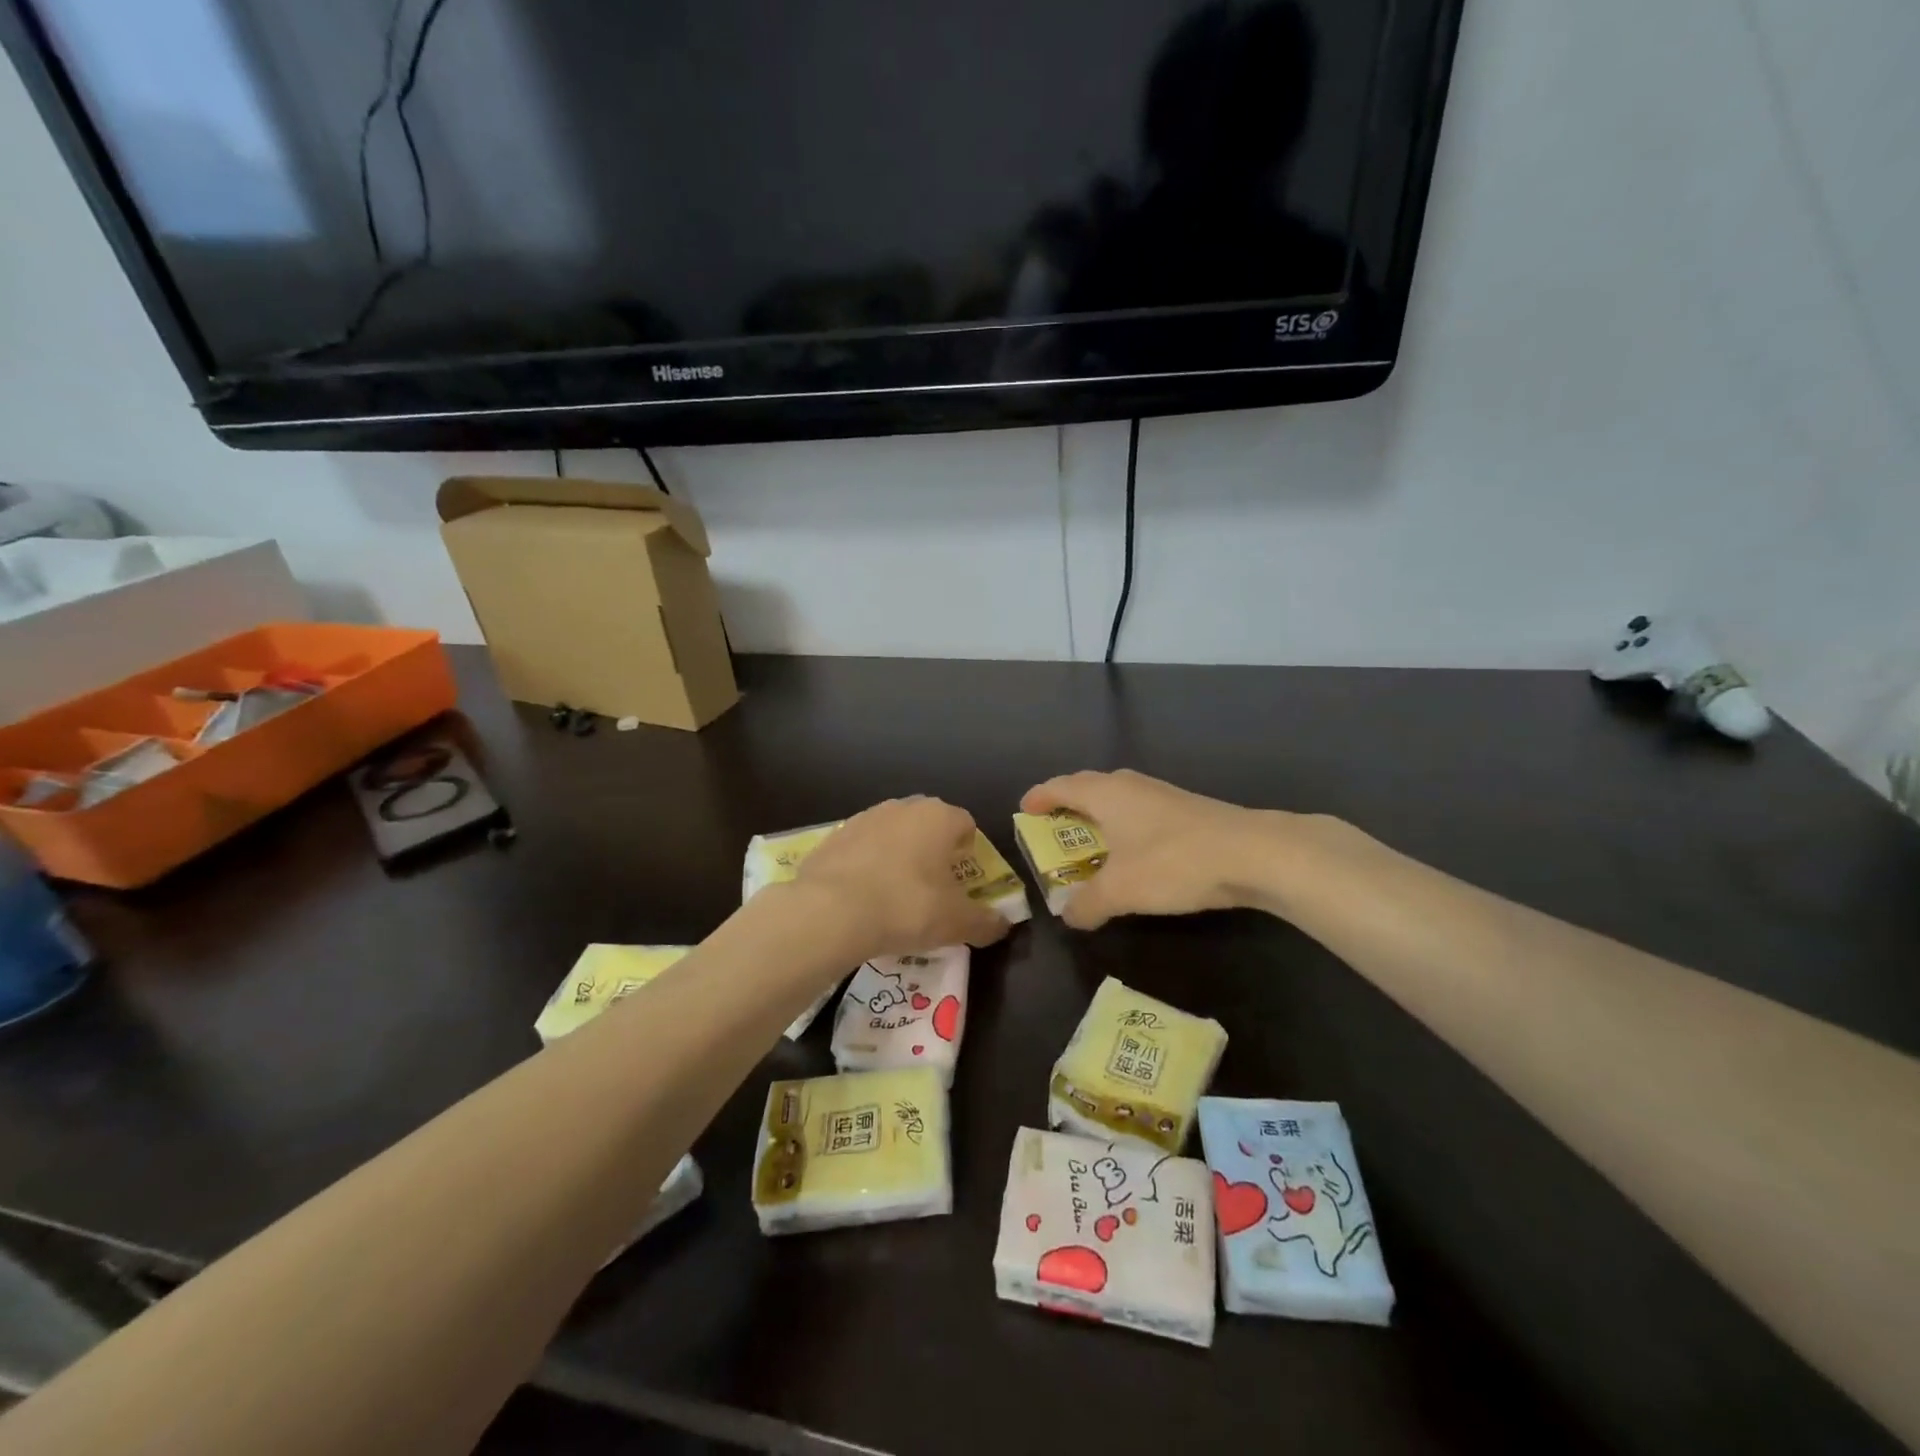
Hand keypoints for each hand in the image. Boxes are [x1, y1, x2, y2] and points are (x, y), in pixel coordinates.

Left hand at [794, 797, 1011, 960]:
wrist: (830, 911)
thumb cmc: (907, 907)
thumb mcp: (957, 923)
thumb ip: (986, 922)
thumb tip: (1002, 925)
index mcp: (939, 817)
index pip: (966, 824)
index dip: (969, 853)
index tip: (963, 882)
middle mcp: (903, 807)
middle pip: (929, 825)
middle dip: (934, 851)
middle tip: (933, 889)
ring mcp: (864, 818)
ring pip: (893, 834)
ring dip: (899, 857)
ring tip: (895, 896)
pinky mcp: (834, 836)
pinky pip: (862, 849)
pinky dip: (867, 866)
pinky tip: (863, 897)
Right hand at [1021, 769, 1279, 929]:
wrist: (1253, 853)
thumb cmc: (1173, 863)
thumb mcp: (1121, 890)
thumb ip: (1088, 904)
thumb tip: (1069, 916)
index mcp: (1105, 794)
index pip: (1061, 786)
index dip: (1039, 797)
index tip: (1024, 810)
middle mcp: (1130, 786)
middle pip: (1087, 787)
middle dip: (1067, 805)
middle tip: (1053, 829)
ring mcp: (1161, 794)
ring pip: (1117, 799)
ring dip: (1099, 817)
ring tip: (1091, 843)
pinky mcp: (1186, 810)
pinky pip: (1140, 812)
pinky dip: (1125, 827)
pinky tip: (1134, 853)